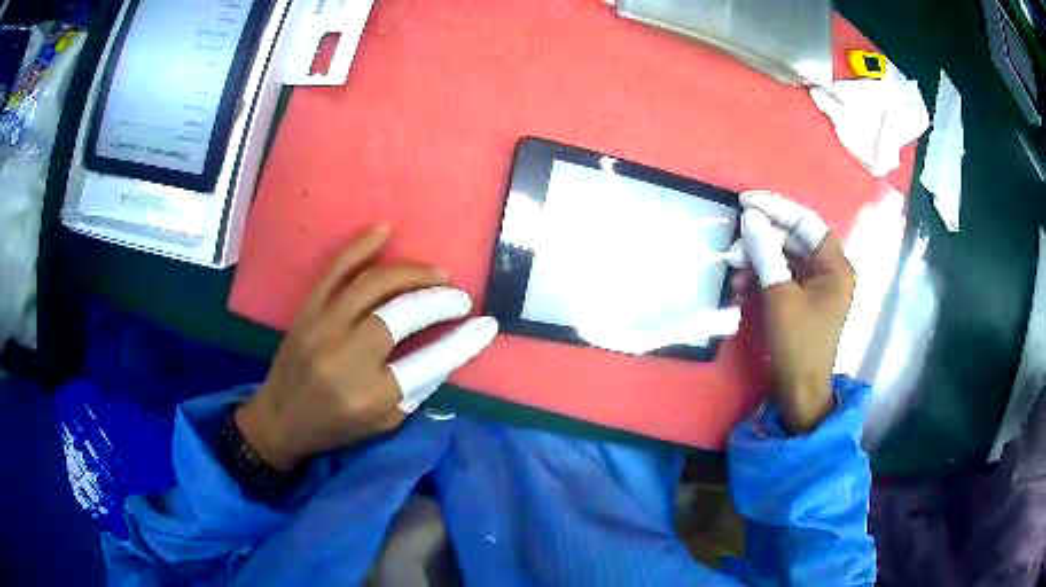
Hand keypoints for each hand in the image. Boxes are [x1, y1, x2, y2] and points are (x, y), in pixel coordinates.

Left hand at [235, 225, 498, 470]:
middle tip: (459, 296)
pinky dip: (361, 246)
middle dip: (438, 300)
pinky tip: (385, 229)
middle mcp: (346, 357)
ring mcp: (322, 327)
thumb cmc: (336, 426)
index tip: (486, 325)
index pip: (428, 362)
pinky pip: (335, 269)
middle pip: (401, 314)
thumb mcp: (384, 422)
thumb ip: (415, 386)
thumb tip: (446, 348)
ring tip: (436, 274)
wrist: (280, 418)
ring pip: (372, 284)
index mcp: (370, 395)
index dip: (463, 341)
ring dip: (411, 272)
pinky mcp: (307, 310)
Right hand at [727, 191, 854, 433]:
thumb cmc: (798, 345)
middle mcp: (829, 270)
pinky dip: (761, 276)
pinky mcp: (803, 299)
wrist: (800, 392)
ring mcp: (816, 285)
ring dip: (758, 258)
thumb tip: (750, 218)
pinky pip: (781, 275)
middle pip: (794, 238)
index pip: (806, 222)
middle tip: (734, 245)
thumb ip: (766, 254)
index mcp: (836, 266)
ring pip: (785, 256)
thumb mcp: (780, 297)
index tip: (746, 202)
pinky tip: (741, 284)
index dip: (777, 208)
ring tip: (733, 267)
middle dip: (763, 239)